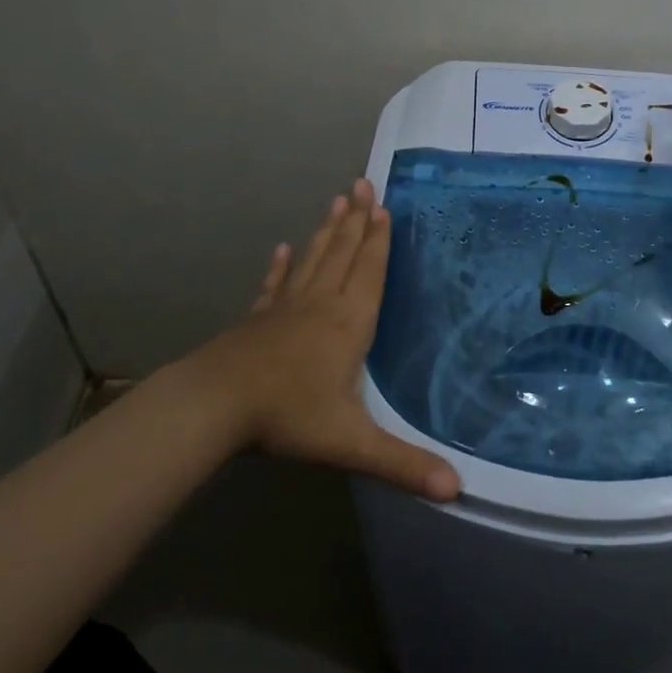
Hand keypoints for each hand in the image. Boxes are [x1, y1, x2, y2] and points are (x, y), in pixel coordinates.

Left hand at [209, 179, 459, 500]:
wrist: (214, 406)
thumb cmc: (288, 416)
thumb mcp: (350, 443)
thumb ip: (402, 463)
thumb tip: (456, 489)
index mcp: (348, 323)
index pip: (369, 271)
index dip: (378, 240)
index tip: (383, 206)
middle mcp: (320, 304)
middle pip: (343, 253)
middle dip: (356, 219)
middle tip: (362, 183)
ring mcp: (285, 308)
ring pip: (313, 260)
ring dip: (327, 230)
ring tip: (337, 200)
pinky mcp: (258, 319)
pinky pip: (275, 285)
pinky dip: (282, 266)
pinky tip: (284, 249)